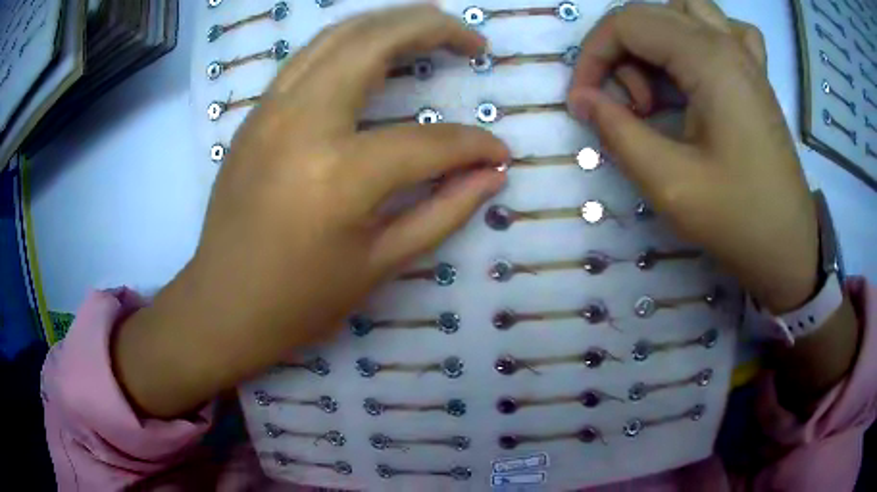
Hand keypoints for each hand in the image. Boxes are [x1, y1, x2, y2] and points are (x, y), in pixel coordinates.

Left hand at [114, 6, 508, 417]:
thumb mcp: (381, 265)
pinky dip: (351, 40)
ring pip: (338, 35)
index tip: (499, 153)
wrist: (223, 305)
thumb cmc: (300, 302)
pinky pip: (309, 57)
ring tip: (432, 27)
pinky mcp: (256, 114)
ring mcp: (271, 110)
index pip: (428, 142)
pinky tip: (375, 50)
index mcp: (339, 175)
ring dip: (391, 21)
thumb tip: (492, 174)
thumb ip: (444, 211)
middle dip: (435, 28)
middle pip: (376, 42)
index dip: (474, 147)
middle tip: (472, 41)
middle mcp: (302, 122)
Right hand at [567, 0, 817, 313]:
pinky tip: (700, 65)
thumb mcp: (669, 183)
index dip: (593, 57)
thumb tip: (583, 99)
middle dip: (620, 52)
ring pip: (684, 10)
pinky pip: (725, 29)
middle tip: (629, 106)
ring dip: (657, 37)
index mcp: (708, 59)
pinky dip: (700, 35)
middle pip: (649, 13)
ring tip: (660, 84)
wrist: (789, 248)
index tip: (585, 104)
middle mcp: (727, 43)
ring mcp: (746, 56)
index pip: (626, 24)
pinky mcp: (756, 75)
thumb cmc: (737, 220)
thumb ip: (618, 132)